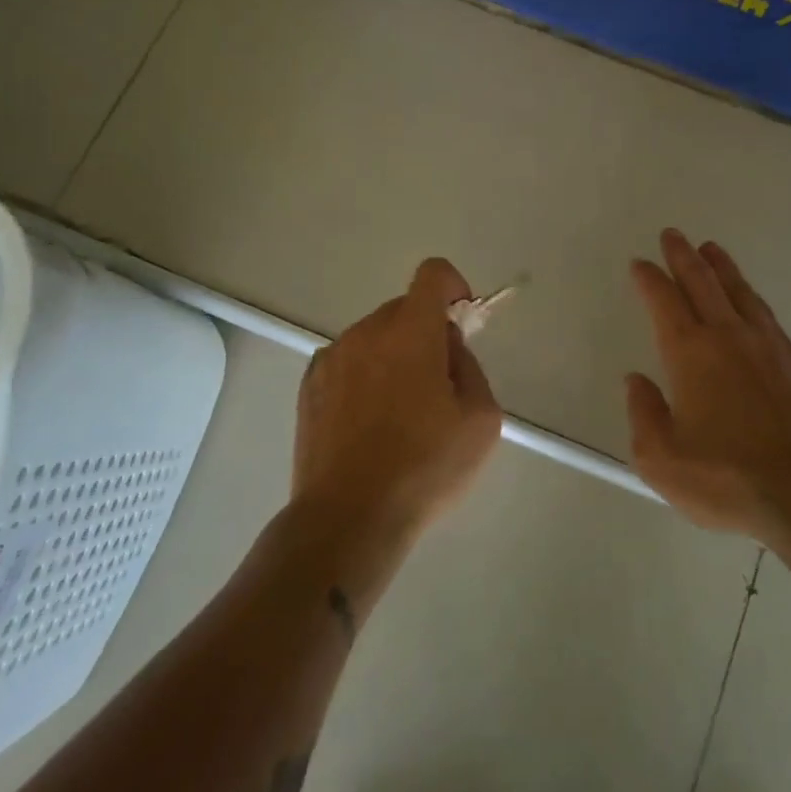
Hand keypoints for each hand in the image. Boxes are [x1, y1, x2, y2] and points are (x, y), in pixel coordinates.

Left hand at [293, 258, 502, 544]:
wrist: (348, 517)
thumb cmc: (424, 467)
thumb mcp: (481, 419)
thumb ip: (470, 366)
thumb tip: (448, 348)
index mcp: (411, 332)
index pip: (432, 274)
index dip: (453, 287)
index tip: (462, 322)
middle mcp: (367, 332)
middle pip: (404, 308)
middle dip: (426, 332)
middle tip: (438, 384)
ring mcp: (332, 358)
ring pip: (374, 336)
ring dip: (394, 355)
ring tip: (400, 412)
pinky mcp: (309, 387)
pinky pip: (348, 362)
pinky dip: (364, 376)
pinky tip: (369, 424)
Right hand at [627, 230, 790, 541]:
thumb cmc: (727, 478)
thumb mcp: (662, 459)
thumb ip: (643, 414)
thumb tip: (637, 381)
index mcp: (690, 353)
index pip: (664, 301)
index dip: (650, 279)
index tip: (641, 264)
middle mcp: (728, 336)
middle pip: (702, 282)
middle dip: (683, 256)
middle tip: (673, 235)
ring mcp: (768, 345)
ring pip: (739, 292)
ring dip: (721, 267)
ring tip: (711, 249)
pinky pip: (767, 315)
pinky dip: (750, 298)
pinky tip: (749, 302)